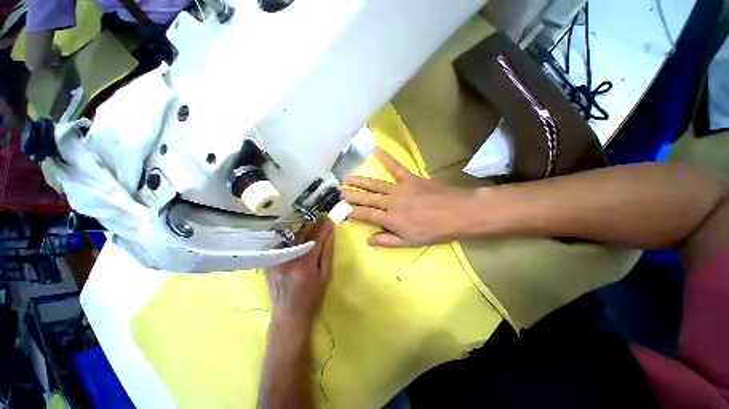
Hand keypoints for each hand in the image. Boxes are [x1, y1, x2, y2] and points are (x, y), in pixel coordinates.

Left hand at [265, 219, 334, 329]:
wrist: (288, 315)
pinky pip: (281, 244)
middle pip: (301, 234)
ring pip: (289, 237)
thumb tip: (330, 233)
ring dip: (301, 230)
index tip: (329, 217)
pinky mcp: (268, 263)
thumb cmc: (312, 297)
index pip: (315, 238)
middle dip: (312, 224)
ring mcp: (275, 260)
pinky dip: (290, 239)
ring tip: (309, 227)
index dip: (323, 226)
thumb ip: (327, 252)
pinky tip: (296, 239)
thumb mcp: (325, 276)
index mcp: (304, 264)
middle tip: (320, 218)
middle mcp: (287, 259)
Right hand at [343, 147, 477, 246]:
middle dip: (350, 195)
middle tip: (337, 192)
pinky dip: (386, 157)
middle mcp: (390, 202)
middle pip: (366, 198)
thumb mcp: (410, 242)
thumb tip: (369, 240)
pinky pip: (395, 167)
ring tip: (346, 178)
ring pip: (374, 184)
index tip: (340, 209)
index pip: (365, 215)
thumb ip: (387, 240)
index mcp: (390, 219)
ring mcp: (399, 188)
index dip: (351, 212)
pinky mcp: (409, 178)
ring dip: (359, 181)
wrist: (456, 212)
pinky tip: (376, 149)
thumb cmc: (433, 230)